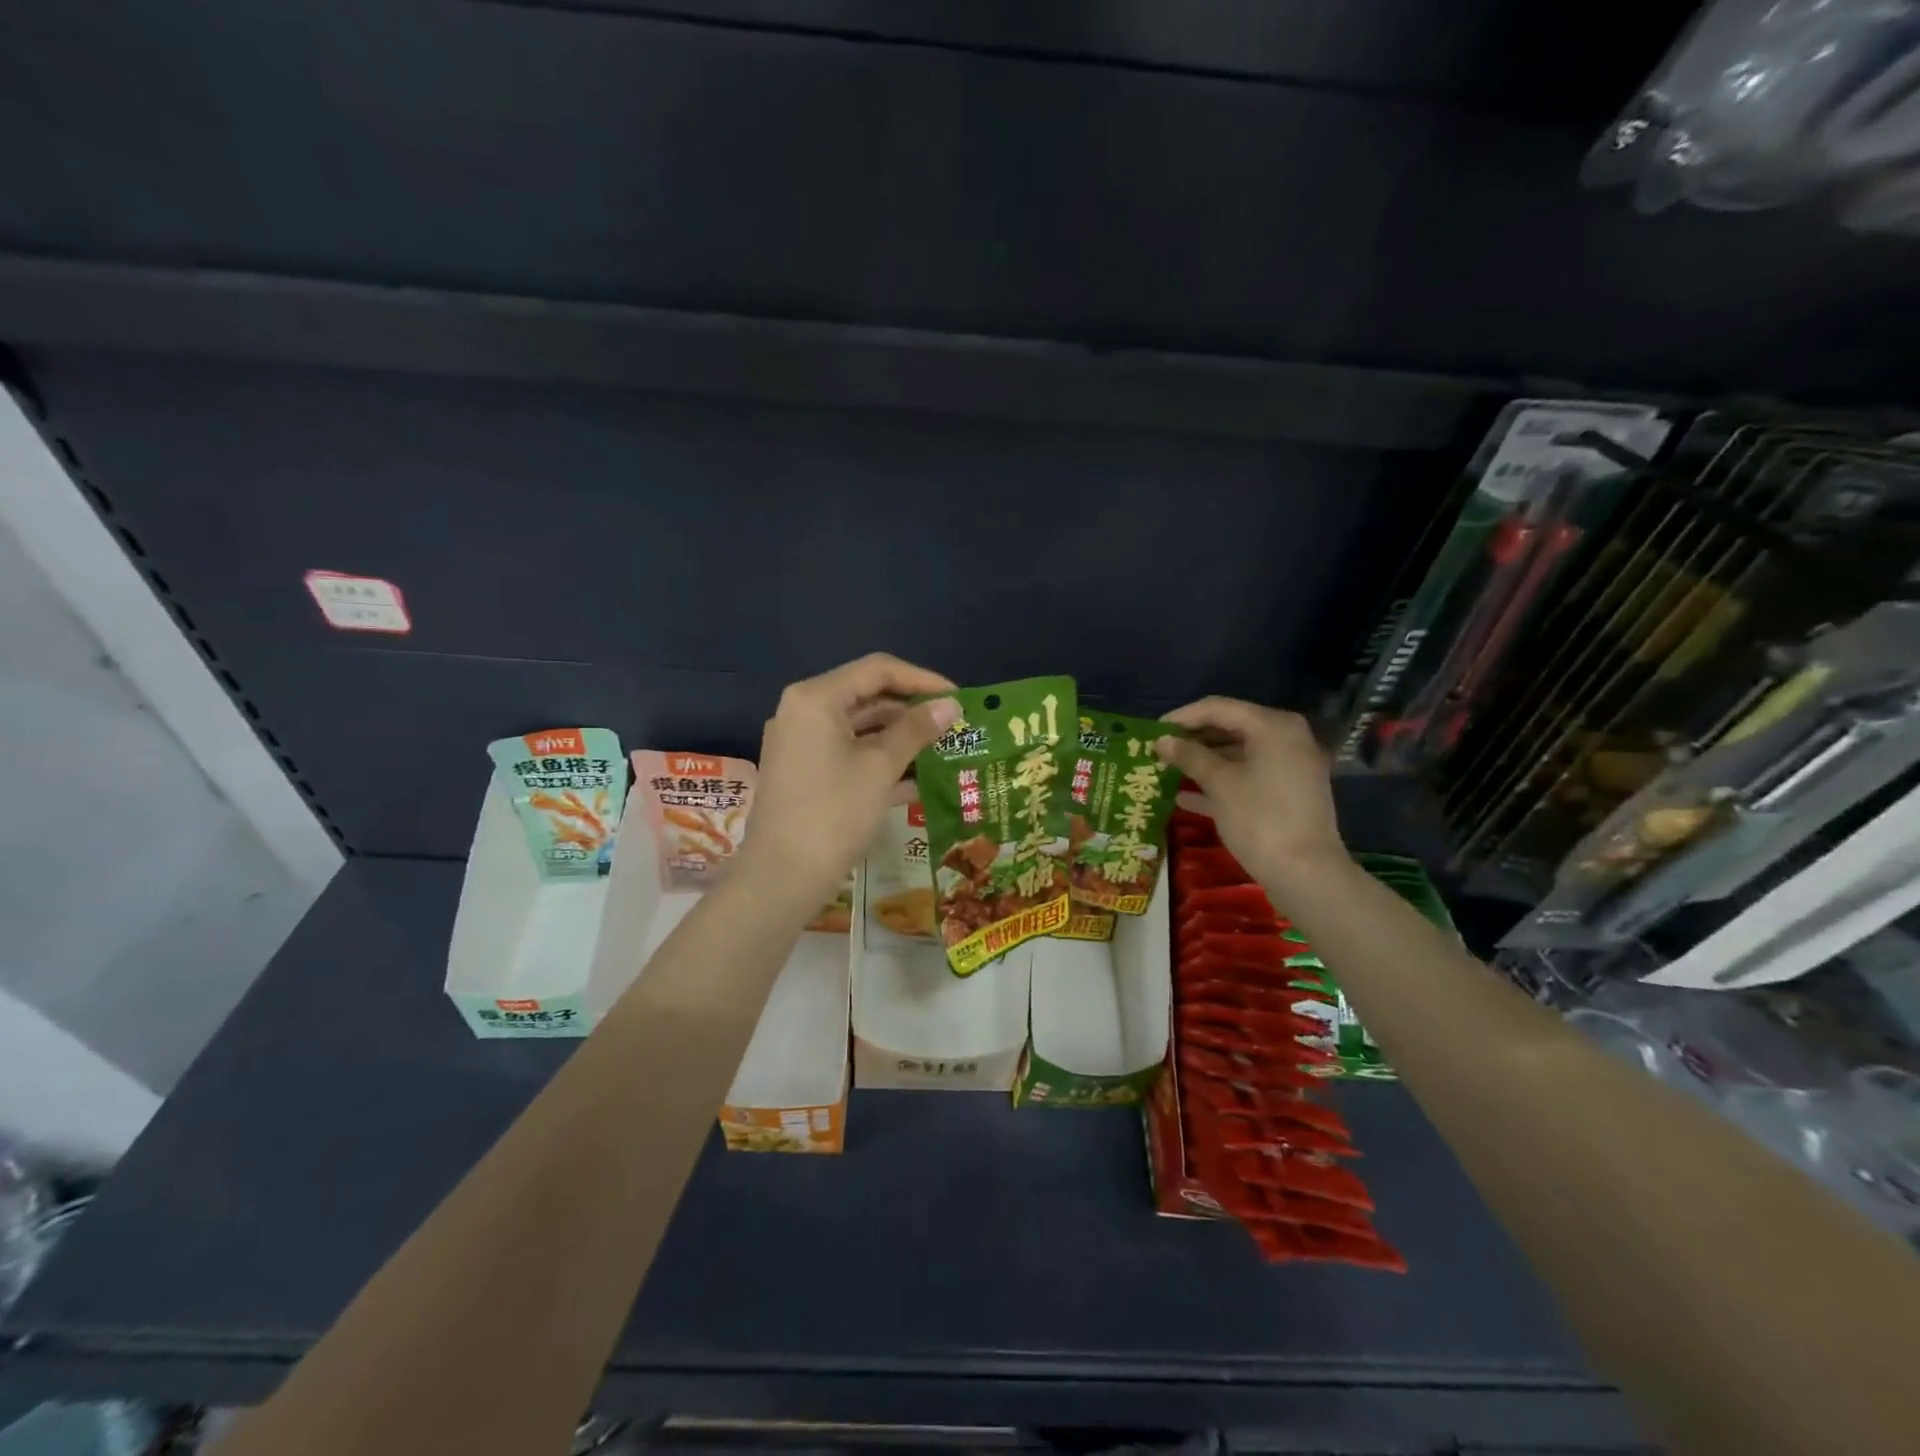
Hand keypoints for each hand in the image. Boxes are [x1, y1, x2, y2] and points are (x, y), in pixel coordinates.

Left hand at [736, 653, 959, 912]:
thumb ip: (917, 730)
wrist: (782, 878)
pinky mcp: (806, 774)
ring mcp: (802, 745)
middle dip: (913, 712)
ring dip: (901, 739)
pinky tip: (920, 782)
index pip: (877, 670)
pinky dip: (882, 763)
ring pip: (861, 729)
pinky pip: (850, 756)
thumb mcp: (881, 767)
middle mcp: (804, 713)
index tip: (958, 698)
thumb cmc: (834, 813)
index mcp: (816, 699)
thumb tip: (952, 704)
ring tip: (946, 752)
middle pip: (868, 697)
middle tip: (955, 727)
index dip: (922, 680)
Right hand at [1154, 697, 1343, 885]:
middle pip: (1229, 728)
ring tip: (1166, 770)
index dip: (1182, 717)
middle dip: (1192, 739)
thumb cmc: (1260, 819)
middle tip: (1158, 750)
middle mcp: (1285, 738)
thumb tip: (1161, 741)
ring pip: (1237, 754)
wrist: (1306, 873)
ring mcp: (1288, 767)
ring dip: (1202, 761)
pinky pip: (1247, 776)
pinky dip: (1219, 782)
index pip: (1218, 708)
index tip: (1151, 731)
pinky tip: (1185, 796)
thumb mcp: (1220, 784)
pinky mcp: (1286, 793)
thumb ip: (1189, 756)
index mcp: (1272, 727)